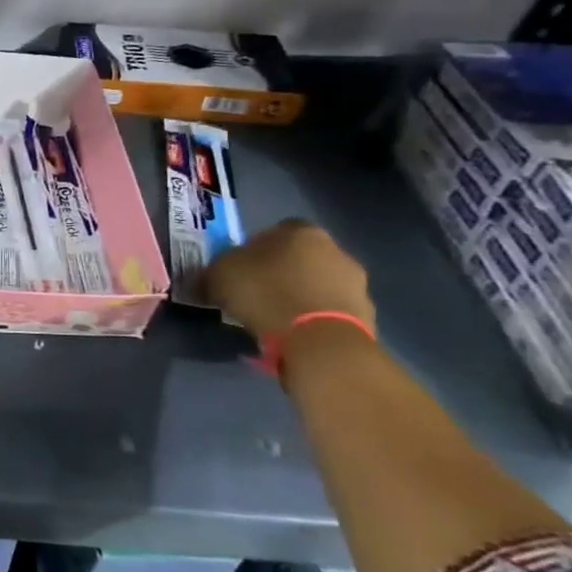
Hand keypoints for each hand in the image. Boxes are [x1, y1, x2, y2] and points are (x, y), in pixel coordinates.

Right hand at [204, 220, 374, 337]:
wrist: (319, 340)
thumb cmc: (265, 294)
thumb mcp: (218, 276)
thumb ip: (213, 271)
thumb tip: (205, 278)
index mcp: (300, 231)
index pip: (274, 231)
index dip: (253, 249)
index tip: (239, 270)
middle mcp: (335, 250)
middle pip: (300, 257)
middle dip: (280, 272)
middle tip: (255, 294)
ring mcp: (356, 283)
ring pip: (317, 284)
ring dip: (299, 296)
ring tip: (274, 319)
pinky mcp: (366, 316)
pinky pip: (329, 312)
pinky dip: (313, 319)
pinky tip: (294, 334)